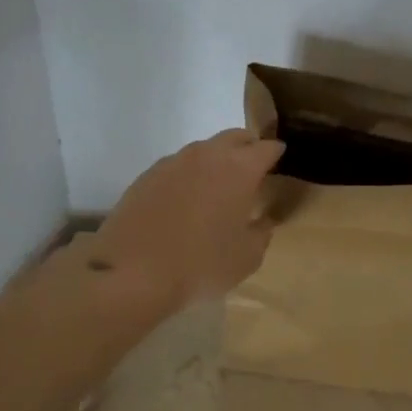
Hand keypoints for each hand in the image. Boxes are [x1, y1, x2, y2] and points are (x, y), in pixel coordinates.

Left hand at [89, 130, 285, 308]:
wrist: (132, 272)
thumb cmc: (201, 264)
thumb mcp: (247, 258)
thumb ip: (262, 233)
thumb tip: (263, 221)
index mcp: (240, 169)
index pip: (267, 147)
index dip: (276, 152)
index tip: (279, 160)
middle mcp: (208, 155)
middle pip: (235, 137)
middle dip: (247, 148)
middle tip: (252, 169)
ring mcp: (174, 162)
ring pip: (204, 149)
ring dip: (216, 160)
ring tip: (216, 186)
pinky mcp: (147, 175)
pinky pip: (177, 166)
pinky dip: (188, 175)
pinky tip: (184, 200)